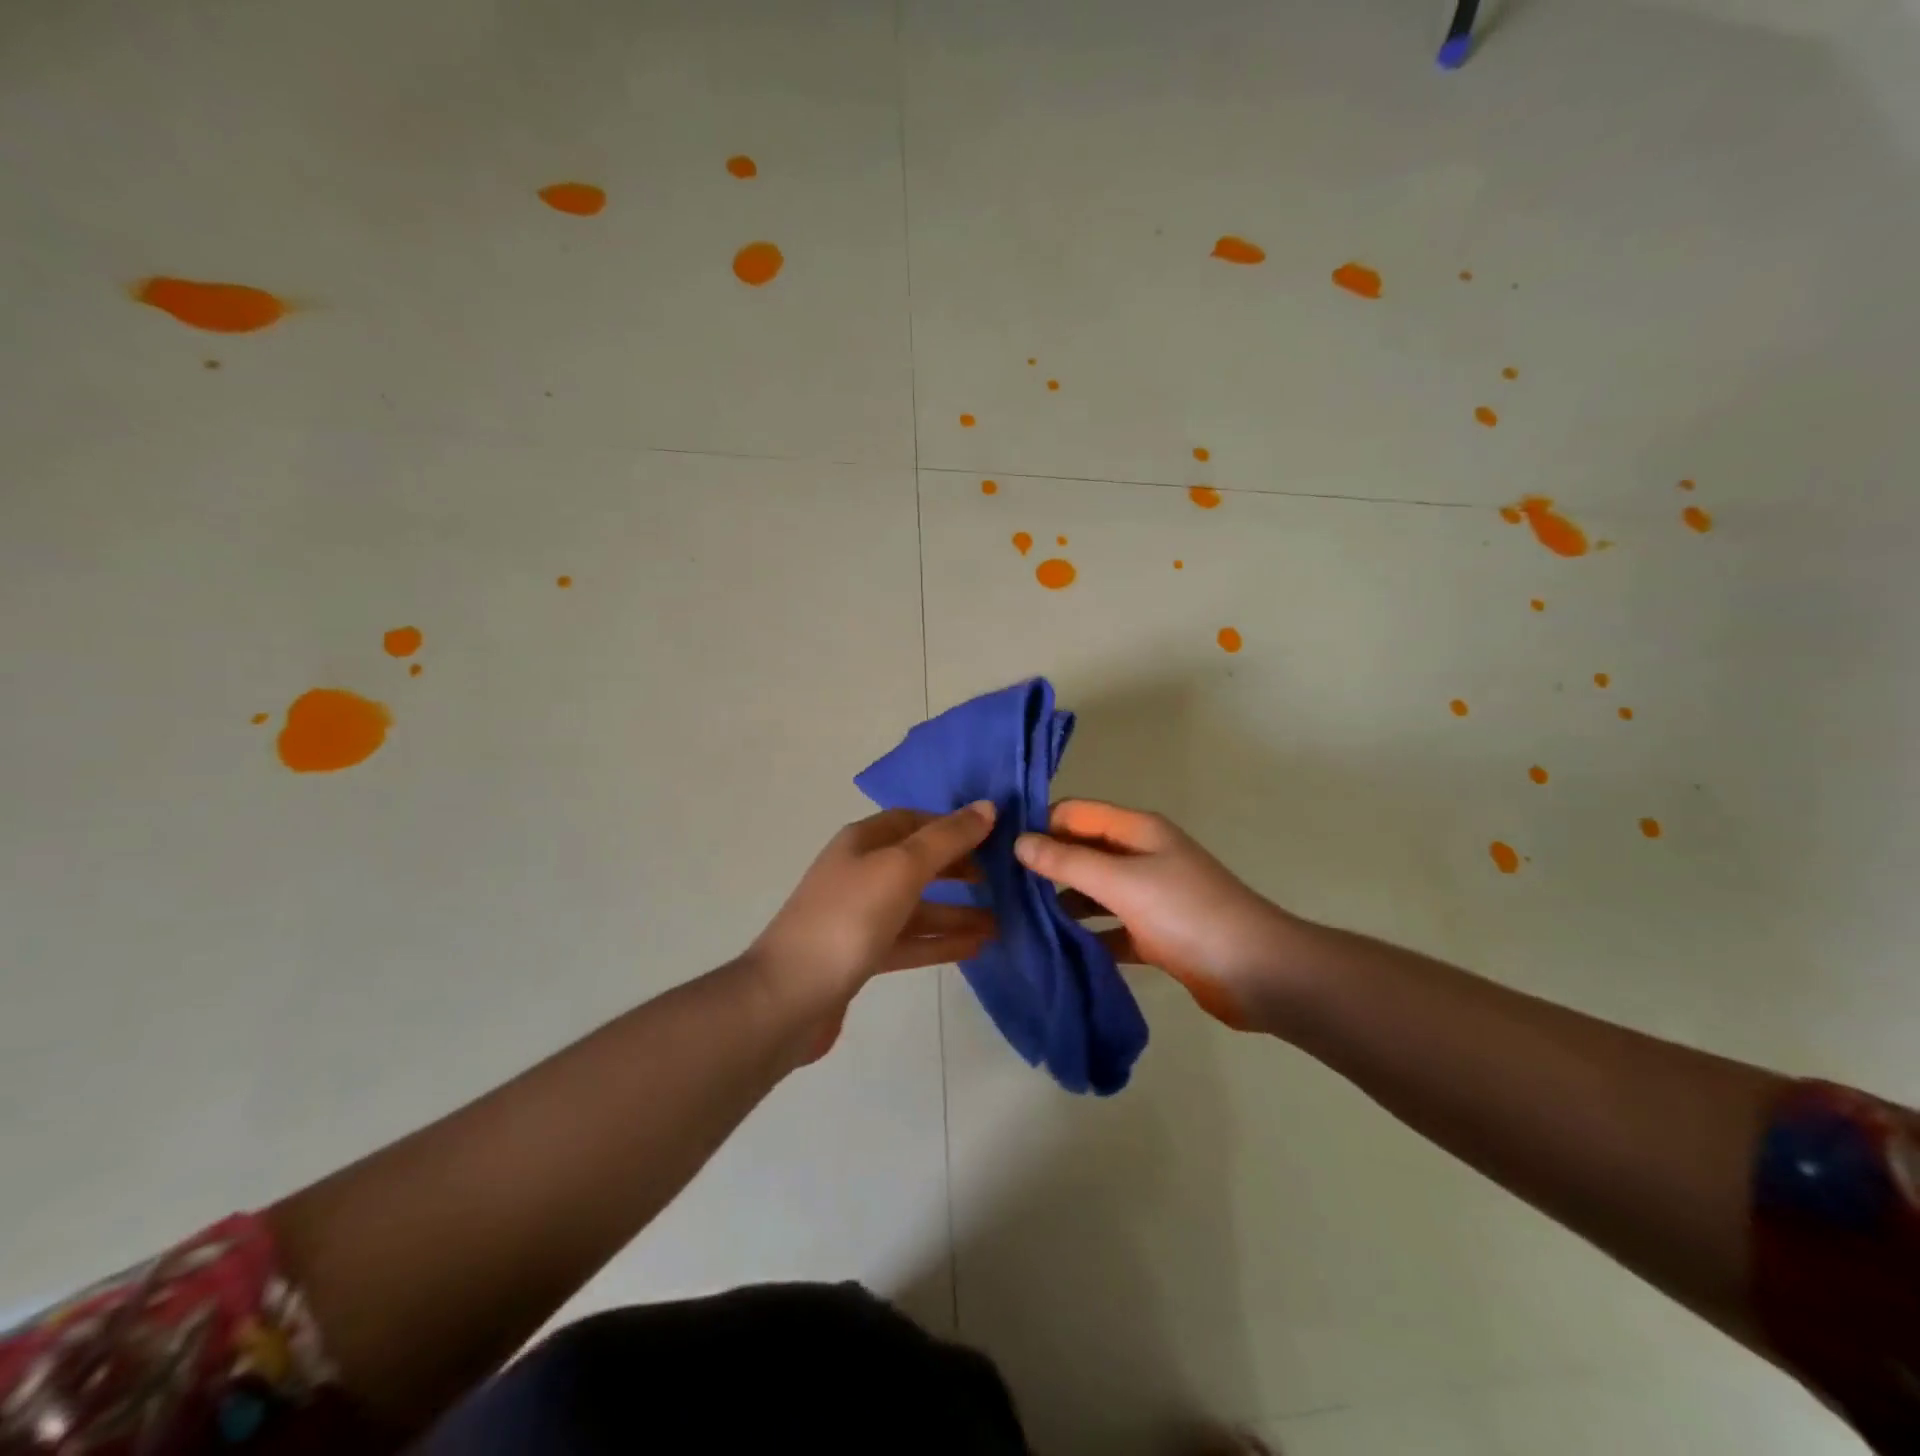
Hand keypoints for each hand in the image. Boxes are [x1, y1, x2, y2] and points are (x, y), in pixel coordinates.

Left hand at [748, 803, 997, 1054]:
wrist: (788, 997)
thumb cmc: (848, 919)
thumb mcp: (902, 868)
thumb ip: (947, 839)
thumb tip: (987, 807)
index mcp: (863, 842)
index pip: (914, 821)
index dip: (952, 826)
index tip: (994, 838)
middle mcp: (860, 872)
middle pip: (917, 863)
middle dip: (958, 869)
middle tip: (1002, 881)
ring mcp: (859, 916)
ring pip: (917, 906)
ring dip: (956, 911)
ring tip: (1001, 921)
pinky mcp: (861, 956)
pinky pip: (910, 940)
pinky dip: (940, 941)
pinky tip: (976, 947)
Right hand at [1014, 800, 1305, 1031]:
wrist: (1259, 973)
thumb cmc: (1188, 914)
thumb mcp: (1122, 882)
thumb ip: (1068, 862)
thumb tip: (1019, 841)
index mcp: (1137, 831)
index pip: (1075, 813)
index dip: (1039, 825)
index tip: (998, 849)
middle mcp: (1141, 856)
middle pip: (1082, 852)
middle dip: (1045, 867)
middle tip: (999, 890)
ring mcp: (1150, 897)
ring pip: (1094, 892)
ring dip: (1062, 903)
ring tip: (1016, 922)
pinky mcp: (1155, 934)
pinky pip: (1110, 928)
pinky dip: (1087, 936)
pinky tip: (1055, 951)